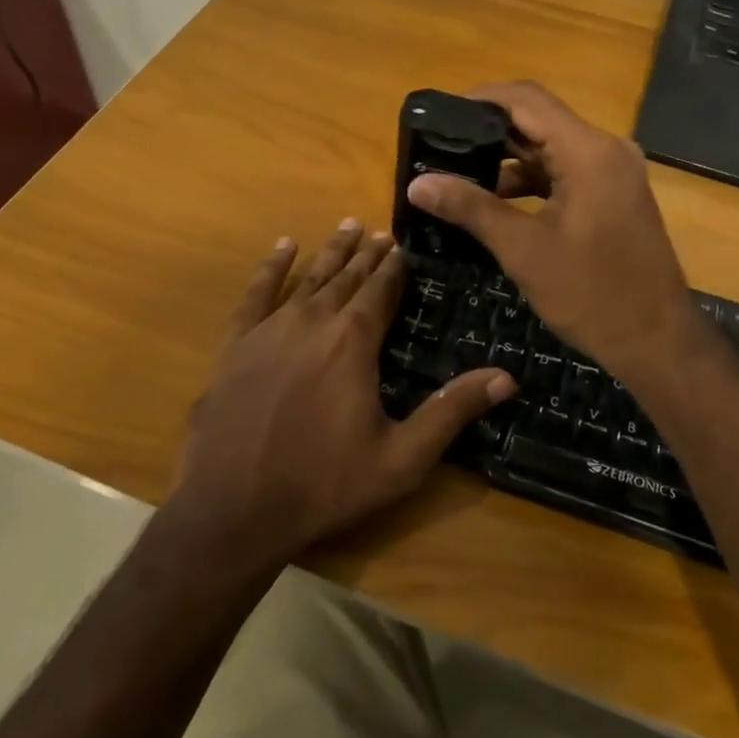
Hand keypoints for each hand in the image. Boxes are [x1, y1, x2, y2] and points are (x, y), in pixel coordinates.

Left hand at [173, 222, 516, 563]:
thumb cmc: (323, 485)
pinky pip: (256, 293)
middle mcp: (314, 321)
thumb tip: (508, 377)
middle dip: (368, 254)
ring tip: (347, 226)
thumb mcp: (401, 458)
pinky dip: (272, 267)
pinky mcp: (236, 344)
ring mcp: (270, 329)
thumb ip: (452, 412)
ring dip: (331, 251)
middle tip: (382, 232)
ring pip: (309, 277)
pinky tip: (283, 248)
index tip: (405, 246)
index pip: (381, 290)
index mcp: (354, 341)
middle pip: (347, 277)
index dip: (395, 267)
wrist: (230, 511)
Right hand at [405, 82, 712, 390]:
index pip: (526, 99)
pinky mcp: (614, 195)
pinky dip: (532, 181)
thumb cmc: (591, 293)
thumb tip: (416, 184)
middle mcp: (606, 149)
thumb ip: (470, 208)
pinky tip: (495, 201)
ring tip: (458, 175)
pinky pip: (566, 172)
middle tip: (441, 146)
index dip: (480, 99)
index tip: (439, 114)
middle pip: (539, 121)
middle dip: (488, 132)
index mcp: (588, 151)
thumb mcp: (523, 249)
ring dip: (508, 159)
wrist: (657, 341)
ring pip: (551, 148)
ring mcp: (614, 172)